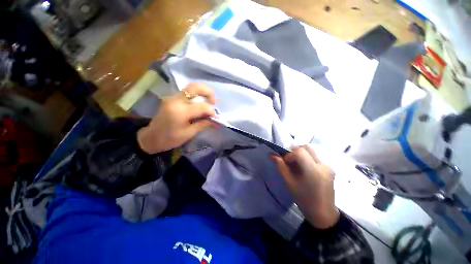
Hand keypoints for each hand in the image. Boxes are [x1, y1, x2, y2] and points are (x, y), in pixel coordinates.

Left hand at [137, 83, 216, 153]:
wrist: (151, 137)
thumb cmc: (170, 139)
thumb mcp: (189, 134)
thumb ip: (203, 124)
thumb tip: (216, 121)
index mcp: (180, 111)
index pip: (202, 106)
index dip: (211, 111)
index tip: (216, 118)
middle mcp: (176, 100)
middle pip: (195, 87)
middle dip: (208, 92)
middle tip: (214, 102)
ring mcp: (173, 97)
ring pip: (191, 88)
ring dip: (203, 93)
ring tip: (209, 102)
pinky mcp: (172, 98)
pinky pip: (188, 93)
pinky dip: (197, 96)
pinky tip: (201, 104)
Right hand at [272, 145, 338, 228]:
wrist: (323, 213)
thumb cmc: (304, 199)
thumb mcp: (289, 182)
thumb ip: (281, 166)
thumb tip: (272, 155)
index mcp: (313, 169)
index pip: (299, 151)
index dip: (290, 154)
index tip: (286, 163)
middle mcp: (323, 164)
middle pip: (306, 147)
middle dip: (295, 151)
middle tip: (290, 162)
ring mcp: (328, 166)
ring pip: (311, 151)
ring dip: (301, 155)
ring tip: (297, 166)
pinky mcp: (330, 168)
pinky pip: (316, 157)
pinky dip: (307, 159)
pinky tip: (305, 169)